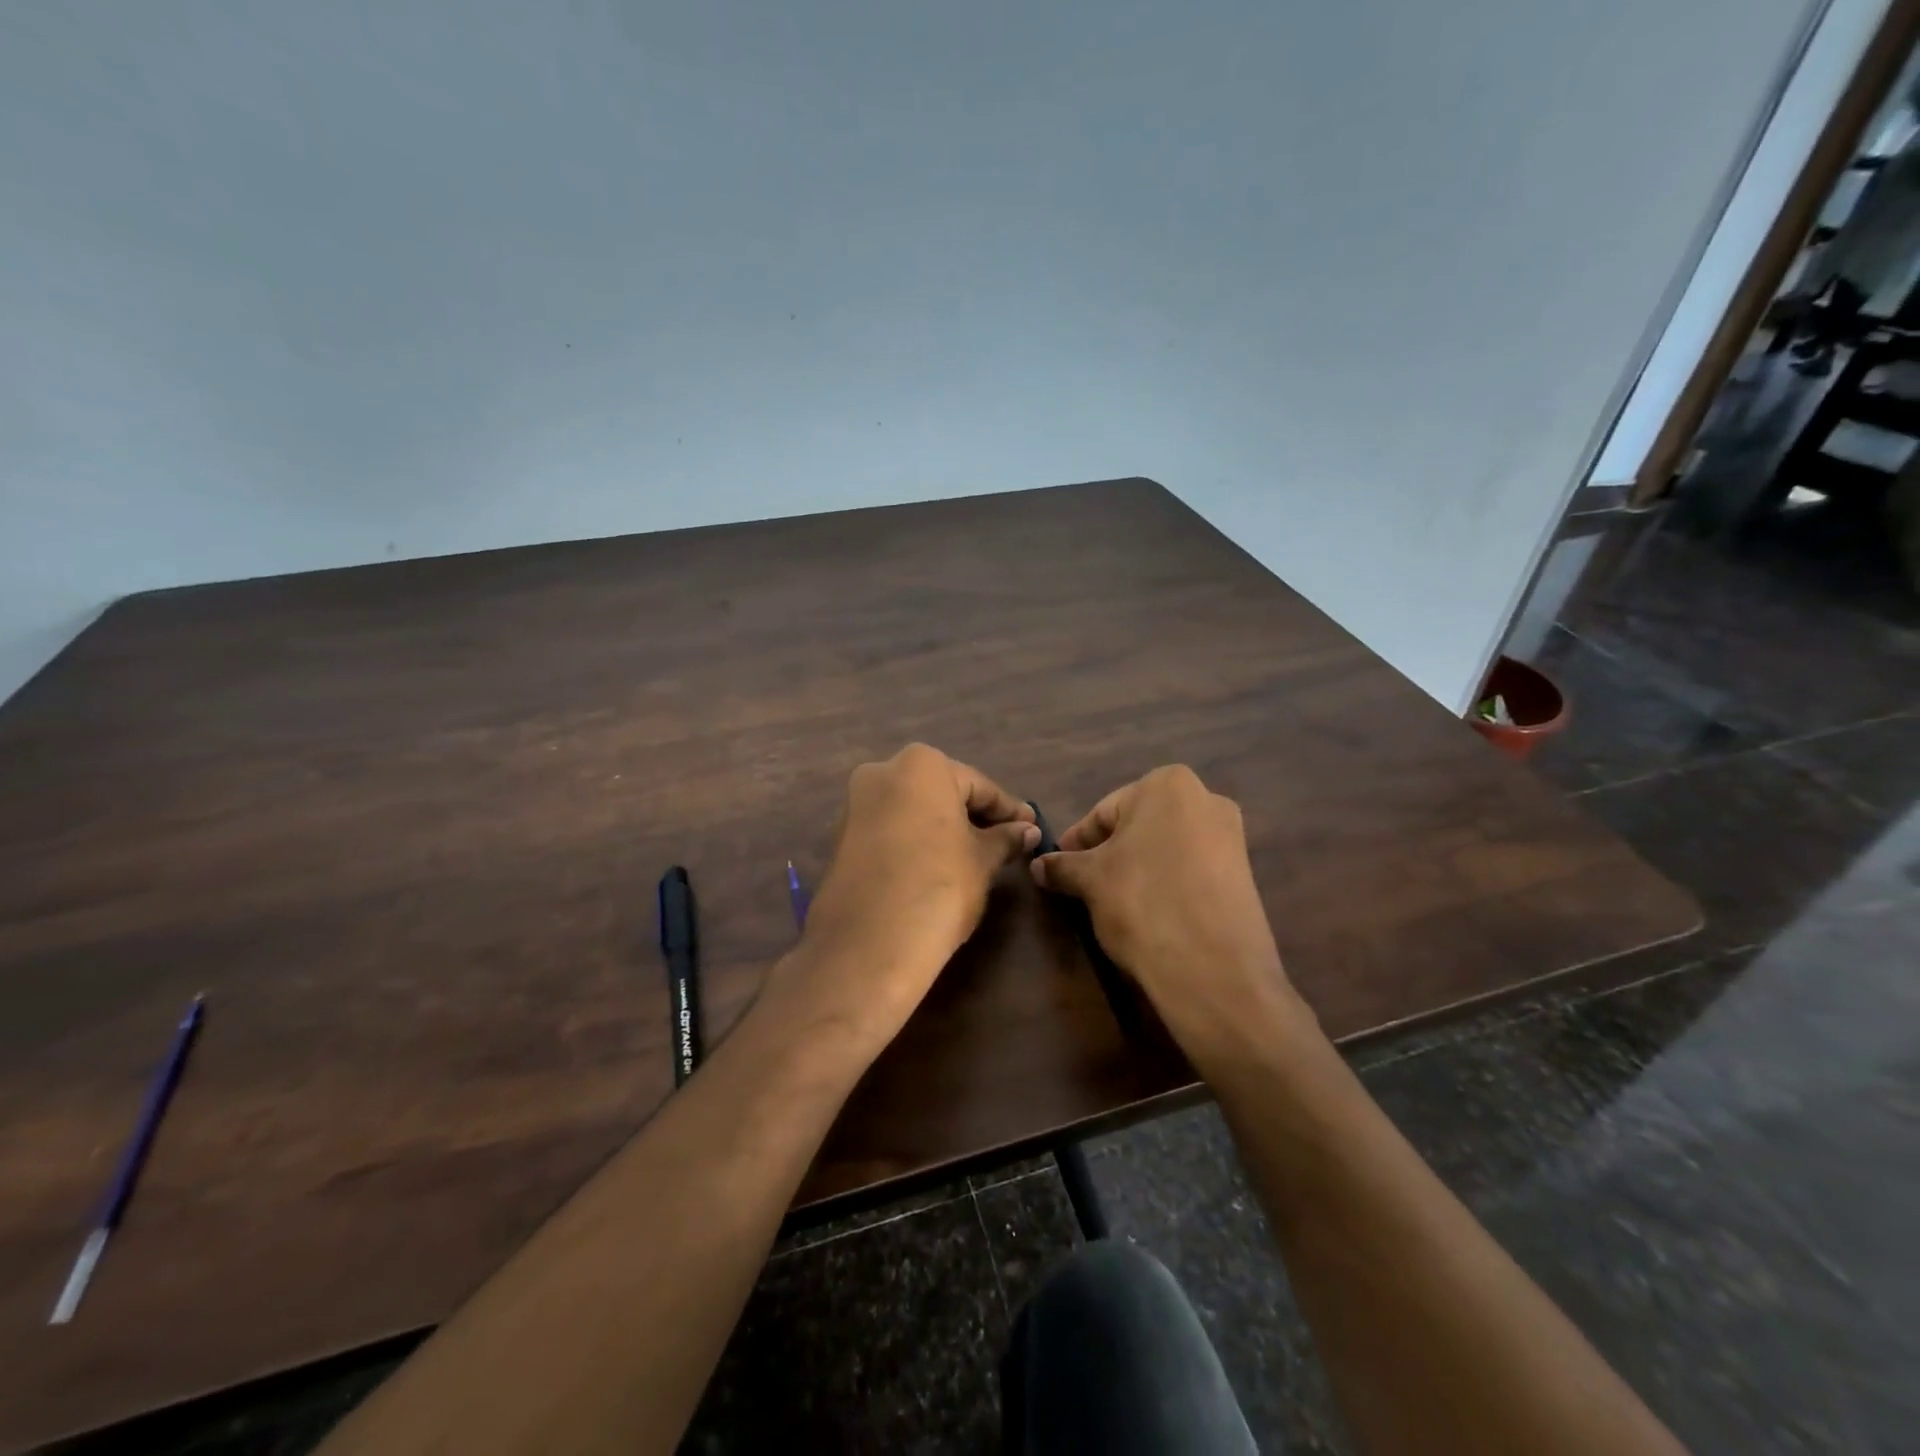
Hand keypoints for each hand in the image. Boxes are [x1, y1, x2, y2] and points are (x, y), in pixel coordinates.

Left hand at [781, 744, 1039, 1050]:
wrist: (869, 943)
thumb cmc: (939, 885)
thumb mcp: (982, 860)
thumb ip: (1005, 839)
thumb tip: (1027, 830)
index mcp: (921, 765)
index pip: (978, 786)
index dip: (1008, 811)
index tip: (1030, 828)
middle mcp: (882, 773)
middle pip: (941, 793)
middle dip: (973, 817)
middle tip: (1005, 844)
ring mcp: (855, 805)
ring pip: (912, 812)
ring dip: (942, 830)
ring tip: (974, 859)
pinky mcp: (840, 838)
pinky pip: (889, 832)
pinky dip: (914, 843)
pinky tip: (934, 869)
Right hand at [1031, 765, 1307, 1059]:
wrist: (1213, 969)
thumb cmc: (1142, 903)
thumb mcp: (1090, 881)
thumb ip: (1062, 866)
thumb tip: (1039, 866)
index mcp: (1168, 785)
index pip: (1104, 812)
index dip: (1077, 843)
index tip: (1059, 868)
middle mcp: (1206, 799)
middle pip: (1138, 826)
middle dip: (1110, 853)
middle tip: (1084, 885)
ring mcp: (1231, 837)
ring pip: (1165, 848)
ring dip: (1137, 869)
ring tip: (1114, 902)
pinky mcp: (1244, 874)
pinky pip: (1191, 870)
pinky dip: (1166, 884)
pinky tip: (1150, 913)